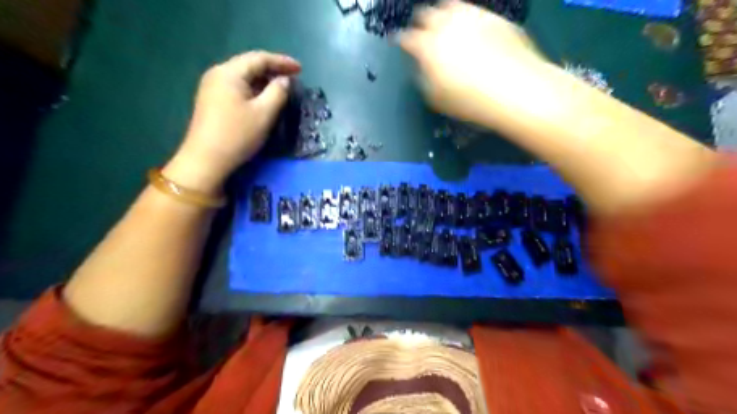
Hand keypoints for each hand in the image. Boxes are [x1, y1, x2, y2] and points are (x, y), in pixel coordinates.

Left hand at [163, 50, 298, 192]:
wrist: (206, 160)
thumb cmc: (237, 135)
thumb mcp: (264, 113)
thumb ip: (278, 92)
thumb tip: (284, 80)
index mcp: (229, 73)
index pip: (259, 58)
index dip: (281, 61)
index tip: (300, 69)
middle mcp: (217, 74)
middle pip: (249, 65)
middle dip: (272, 70)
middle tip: (293, 78)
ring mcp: (211, 88)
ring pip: (243, 77)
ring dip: (263, 81)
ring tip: (281, 88)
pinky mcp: (211, 101)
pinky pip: (237, 88)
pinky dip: (253, 90)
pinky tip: (262, 99)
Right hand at [401, 0, 548, 127]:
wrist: (513, 89)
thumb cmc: (469, 100)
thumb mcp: (436, 98)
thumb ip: (425, 77)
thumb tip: (424, 68)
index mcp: (428, 47)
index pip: (407, 38)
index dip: (402, 41)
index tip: (401, 44)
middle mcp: (446, 25)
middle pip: (425, 14)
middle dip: (421, 23)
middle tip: (422, 33)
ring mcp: (471, 16)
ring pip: (449, 5)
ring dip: (443, 14)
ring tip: (445, 25)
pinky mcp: (492, 17)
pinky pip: (473, 11)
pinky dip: (466, 18)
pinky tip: (470, 29)